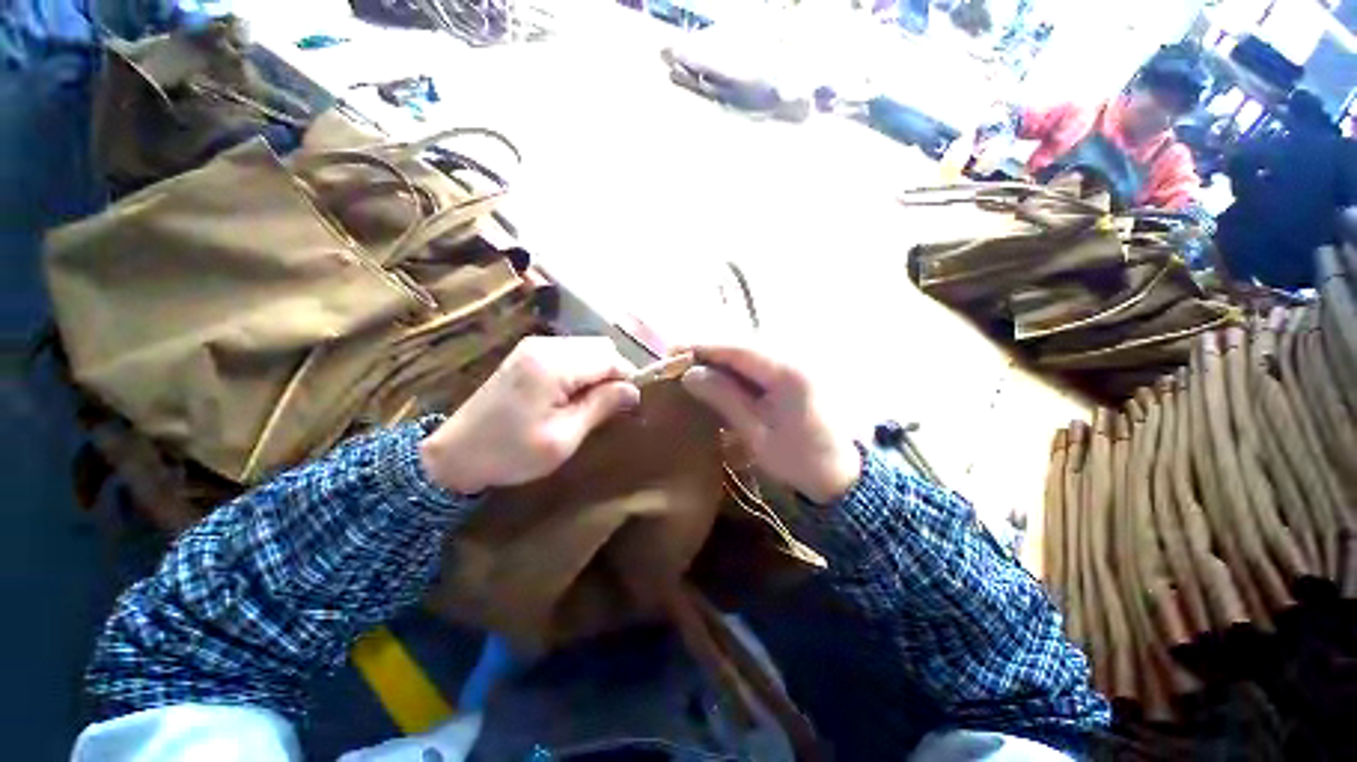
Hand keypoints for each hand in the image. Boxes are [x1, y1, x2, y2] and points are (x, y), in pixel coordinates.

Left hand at [419, 337, 639, 493]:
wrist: (455, 453)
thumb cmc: (511, 452)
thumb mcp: (563, 437)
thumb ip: (601, 407)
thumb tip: (634, 391)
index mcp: (553, 365)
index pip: (610, 358)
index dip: (627, 379)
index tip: (629, 405)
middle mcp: (545, 345)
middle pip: (601, 347)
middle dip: (614, 373)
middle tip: (610, 406)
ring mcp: (535, 346)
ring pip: (588, 348)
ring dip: (599, 372)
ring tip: (592, 403)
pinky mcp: (529, 353)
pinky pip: (572, 352)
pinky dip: (583, 370)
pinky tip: (574, 394)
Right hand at [681, 344, 860, 504]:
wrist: (843, 474)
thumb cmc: (800, 460)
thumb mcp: (757, 434)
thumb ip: (724, 398)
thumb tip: (690, 374)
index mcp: (787, 371)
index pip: (736, 348)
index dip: (702, 346)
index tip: (672, 351)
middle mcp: (795, 356)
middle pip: (743, 343)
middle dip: (709, 350)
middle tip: (679, 362)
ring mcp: (799, 361)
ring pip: (751, 350)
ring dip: (722, 357)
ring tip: (695, 368)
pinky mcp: (798, 371)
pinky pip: (761, 360)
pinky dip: (738, 366)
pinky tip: (723, 377)